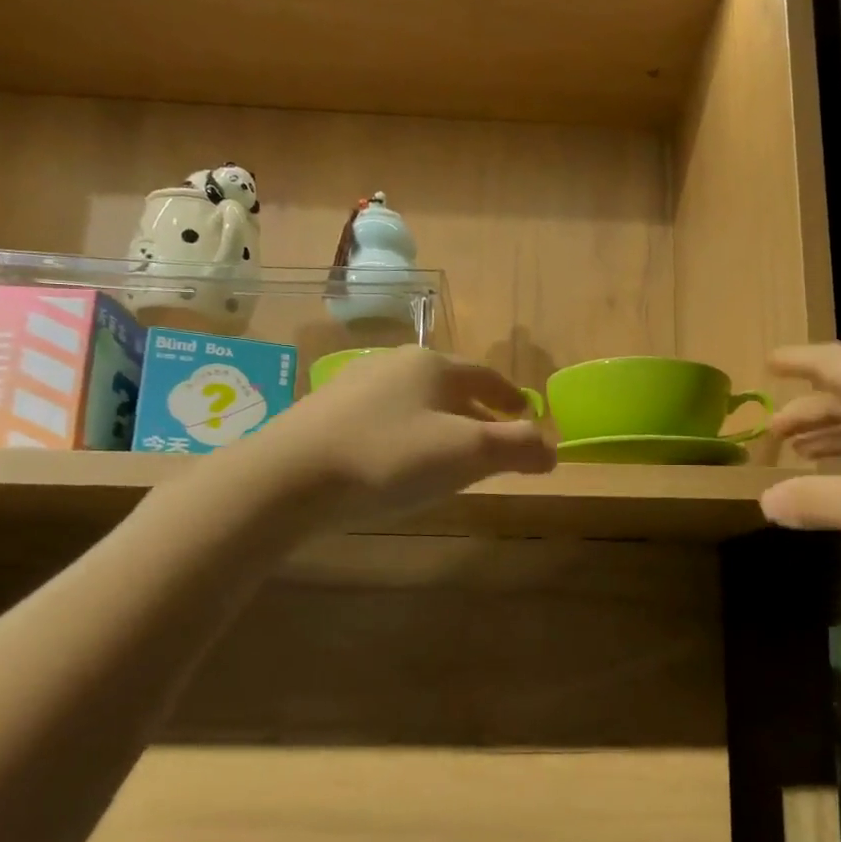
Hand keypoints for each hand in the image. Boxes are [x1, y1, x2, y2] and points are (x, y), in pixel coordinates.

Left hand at [238, 347, 554, 529]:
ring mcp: (357, 386)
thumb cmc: (388, 458)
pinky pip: (385, 419)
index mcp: (432, 366)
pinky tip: (398, 463)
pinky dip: (407, 436)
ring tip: (450, 458)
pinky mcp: (328, 413)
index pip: (486, 376)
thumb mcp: (466, 454)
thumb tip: (553, 448)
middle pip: (451, 388)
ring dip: (442, 426)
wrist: (287, 477)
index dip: (511, 396)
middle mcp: (395, 364)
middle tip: (494, 444)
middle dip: (478, 415)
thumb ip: (517, 447)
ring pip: (416, 403)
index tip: (526, 414)